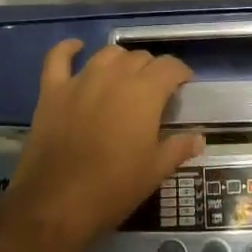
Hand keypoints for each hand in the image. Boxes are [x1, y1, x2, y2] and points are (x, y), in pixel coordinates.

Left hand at [8, 41, 204, 251]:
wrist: (56, 203)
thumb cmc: (114, 188)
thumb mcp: (155, 172)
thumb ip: (178, 148)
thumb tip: (199, 138)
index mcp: (144, 92)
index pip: (169, 67)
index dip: (180, 73)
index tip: (184, 85)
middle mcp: (114, 76)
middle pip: (140, 58)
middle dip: (152, 69)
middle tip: (155, 91)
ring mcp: (81, 80)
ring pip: (107, 54)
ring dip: (121, 61)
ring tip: (125, 76)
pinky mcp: (52, 91)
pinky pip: (58, 58)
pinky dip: (68, 49)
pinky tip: (76, 47)